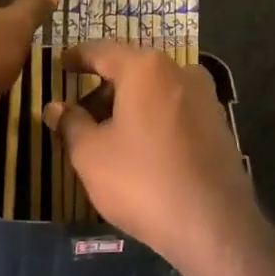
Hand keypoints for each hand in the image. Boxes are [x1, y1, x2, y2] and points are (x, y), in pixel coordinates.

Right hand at [43, 42, 258, 271]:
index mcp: (146, 67)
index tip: (60, 64)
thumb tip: (55, 107)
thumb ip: (70, 124)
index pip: (102, 51)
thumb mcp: (91, 155)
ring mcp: (205, 96)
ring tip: (106, 136)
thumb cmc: (143, 181)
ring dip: (128, 105)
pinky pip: (175, 109)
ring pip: (155, 90)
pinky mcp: (219, 123)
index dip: (77, 57)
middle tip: (78, 113)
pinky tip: (140, 148)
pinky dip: (152, 118)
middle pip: (132, 69)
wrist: (214, 224)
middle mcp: (180, 70)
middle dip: (102, 88)